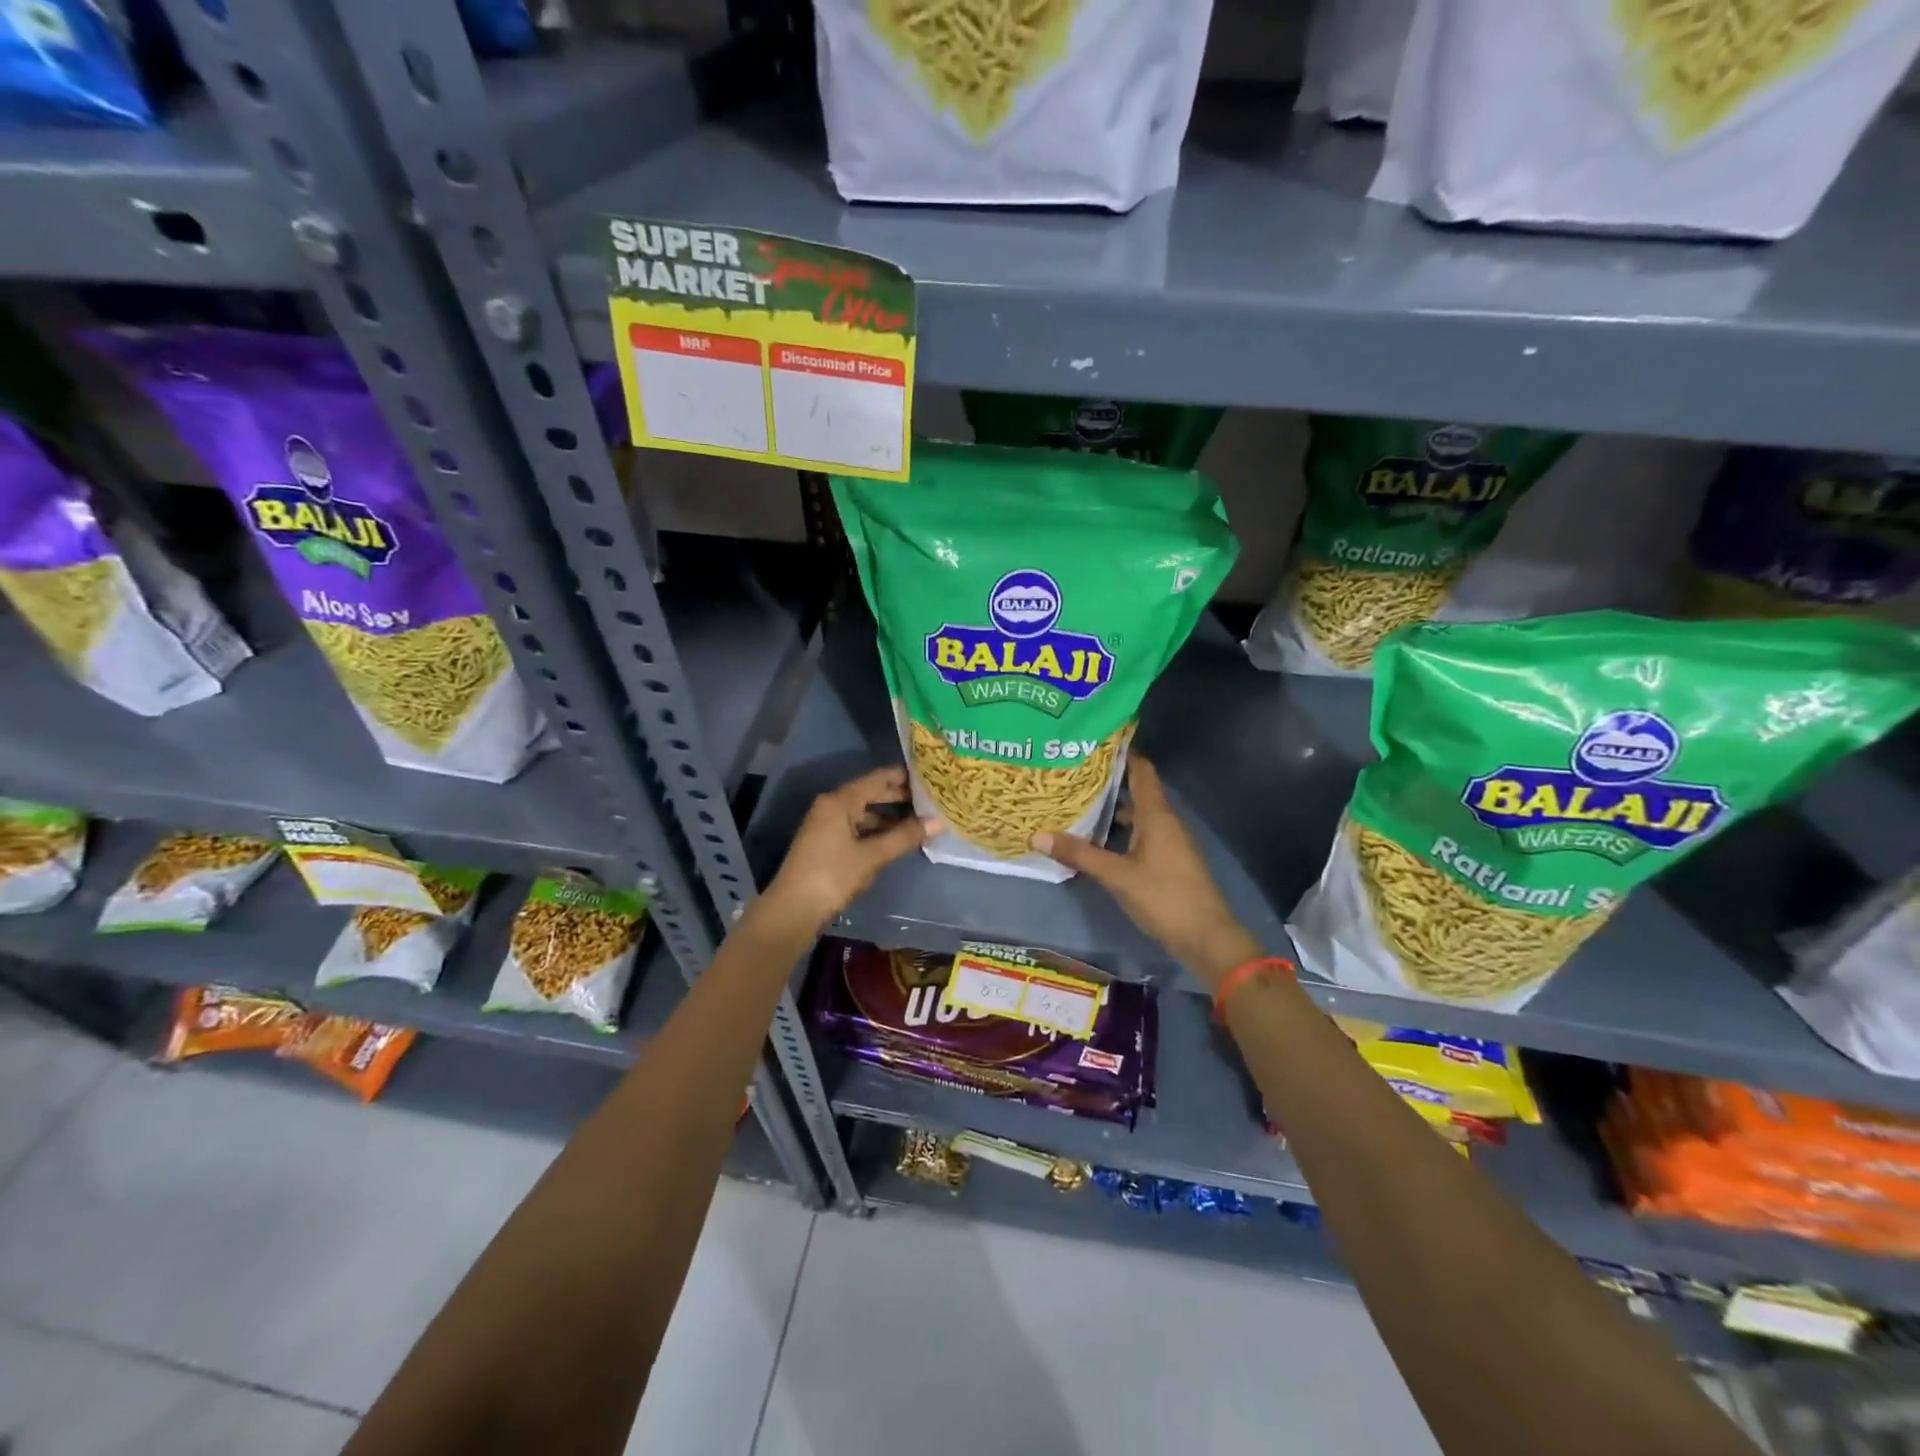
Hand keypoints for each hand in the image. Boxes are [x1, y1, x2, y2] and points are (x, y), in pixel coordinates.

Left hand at [762, 766, 941, 931]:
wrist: (793, 910)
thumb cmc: (833, 875)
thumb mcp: (873, 855)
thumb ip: (905, 836)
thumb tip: (938, 822)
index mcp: (840, 800)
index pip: (878, 778)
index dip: (904, 777)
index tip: (930, 776)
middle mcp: (831, 806)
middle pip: (870, 794)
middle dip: (899, 798)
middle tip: (931, 800)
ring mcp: (827, 825)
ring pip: (864, 813)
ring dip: (890, 818)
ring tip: (919, 823)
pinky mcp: (826, 843)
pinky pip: (857, 828)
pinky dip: (876, 831)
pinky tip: (896, 841)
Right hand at [1031, 755, 1260, 989]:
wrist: (1206, 937)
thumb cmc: (1164, 897)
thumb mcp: (1117, 875)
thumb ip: (1079, 854)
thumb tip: (1037, 835)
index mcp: (1157, 815)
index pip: (1141, 770)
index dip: (1122, 753)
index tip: (1093, 740)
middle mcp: (1164, 821)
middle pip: (1136, 790)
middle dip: (1107, 780)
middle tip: (1072, 771)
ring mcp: (1167, 842)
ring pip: (1137, 814)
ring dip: (1111, 807)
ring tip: (1077, 800)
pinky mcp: (1166, 860)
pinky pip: (1139, 833)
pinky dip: (1118, 829)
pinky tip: (1096, 838)